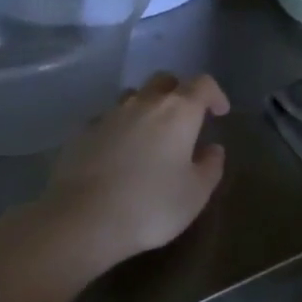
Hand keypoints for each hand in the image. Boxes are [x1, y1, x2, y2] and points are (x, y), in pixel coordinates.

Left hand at [36, 72, 230, 272]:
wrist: (82, 220)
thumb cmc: (150, 206)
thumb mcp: (195, 194)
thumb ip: (210, 166)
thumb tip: (212, 149)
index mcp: (178, 112)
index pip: (202, 85)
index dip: (214, 95)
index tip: (219, 112)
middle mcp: (143, 103)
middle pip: (164, 81)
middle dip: (178, 93)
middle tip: (185, 119)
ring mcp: (109, 115)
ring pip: (133, 96)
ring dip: (146, 107)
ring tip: (150, 136)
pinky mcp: (82, 133)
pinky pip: (107, 120)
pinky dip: (119, 129)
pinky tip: (118, 154)